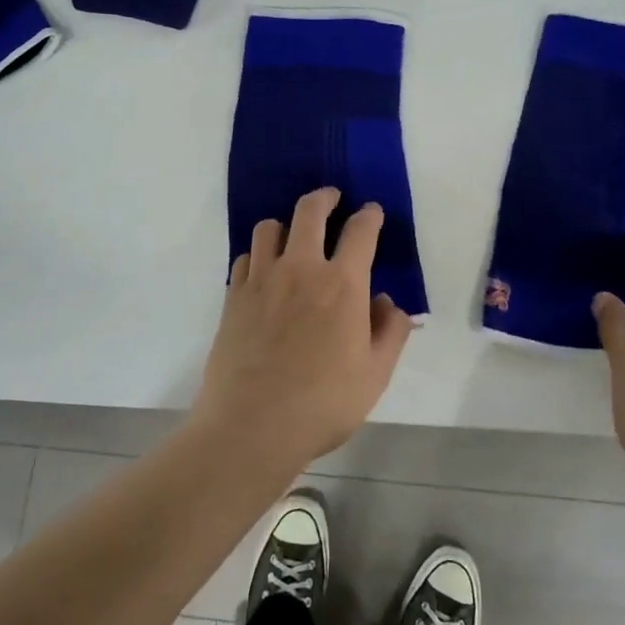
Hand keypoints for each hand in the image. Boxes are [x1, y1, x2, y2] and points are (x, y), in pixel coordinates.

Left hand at [189, 187, 414, 476]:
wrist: (251, 427)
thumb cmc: (323, 404)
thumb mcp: (375, 375)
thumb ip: (390, 332)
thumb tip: (388, 303)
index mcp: (342, 284)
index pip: (361, 231)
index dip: (370, 216)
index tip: (372, 212)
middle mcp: (301, 269)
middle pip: (310, 211)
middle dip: (325, 197)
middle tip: (332, 198)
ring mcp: (262, 279)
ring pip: (270, 227)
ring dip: (287, 224)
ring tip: (294, 235)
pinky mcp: (234, 296)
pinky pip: (245, 257)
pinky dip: (259, 254)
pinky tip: (264, 270)